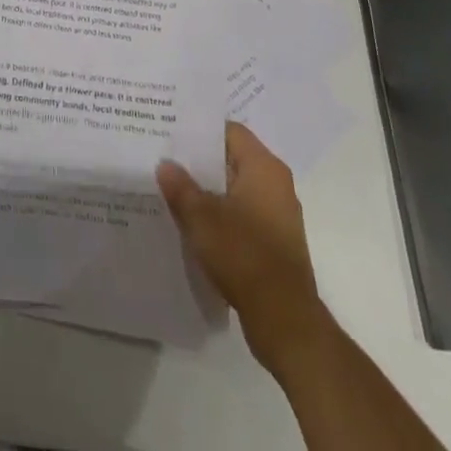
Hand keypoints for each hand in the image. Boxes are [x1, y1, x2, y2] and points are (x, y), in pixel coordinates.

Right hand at [158, 122, 325, 367]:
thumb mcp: (201, 217)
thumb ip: (180, 187)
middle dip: (200, 161)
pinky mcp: (275, 242)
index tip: (170, 131)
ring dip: (208, 189)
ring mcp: (278, 214)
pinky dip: (221, 213)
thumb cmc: (244, 255)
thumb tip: (165, 165)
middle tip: (165, 158)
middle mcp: (276, 184)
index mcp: (264, 167)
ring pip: (235, 188)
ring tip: (174, 189)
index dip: (198, 130)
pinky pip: (243, 214)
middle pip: (232, 158)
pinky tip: (194, 223)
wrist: (285, 321)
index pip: (228, 131)